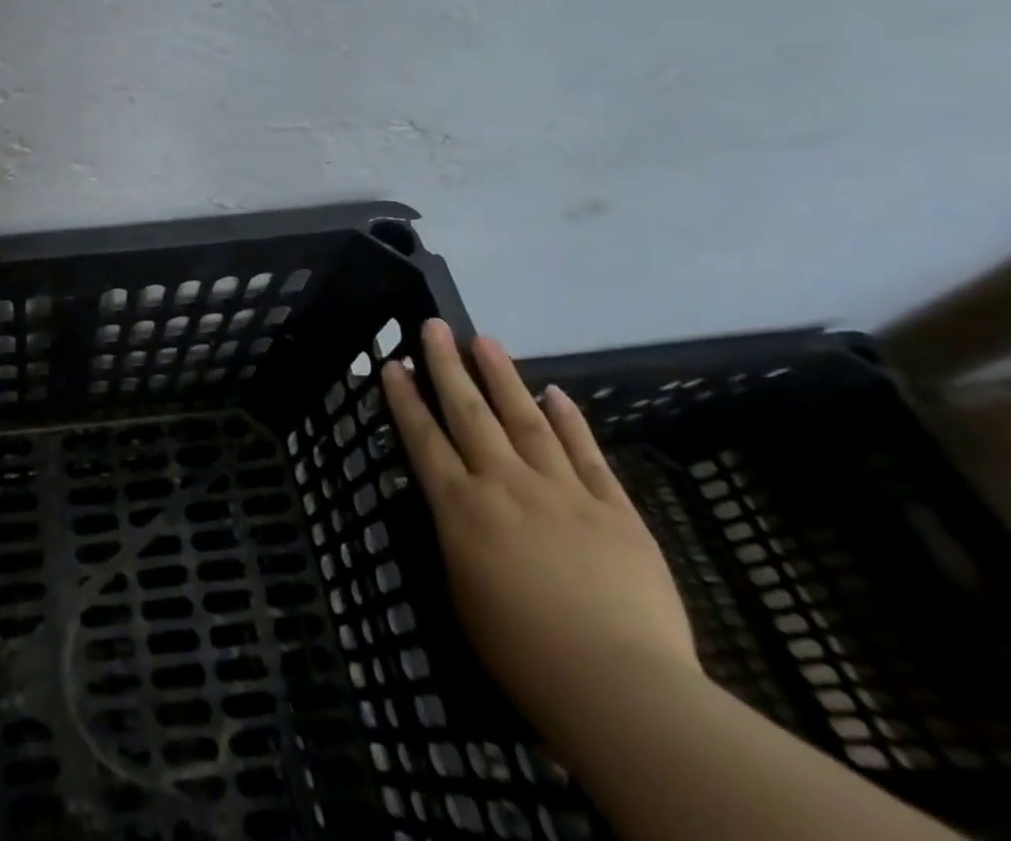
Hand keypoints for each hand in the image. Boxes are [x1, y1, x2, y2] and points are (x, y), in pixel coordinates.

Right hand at [381, 320, 697, 738]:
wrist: (621, 689)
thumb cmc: (523, 654)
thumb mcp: (462, 594)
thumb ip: (457, 540)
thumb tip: (456, 507)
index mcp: (461, 508)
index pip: (423, 438)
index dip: (405, 398)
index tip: (393, 363)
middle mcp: (504, 484)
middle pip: (470, 413)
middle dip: (448, 366)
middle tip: (435, 326)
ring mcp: (562, 491)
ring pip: (526, 419)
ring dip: (503, 377)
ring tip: (486, 341)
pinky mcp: (614, 509)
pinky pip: (587, 454)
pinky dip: (571, 420)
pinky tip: (557, 394)